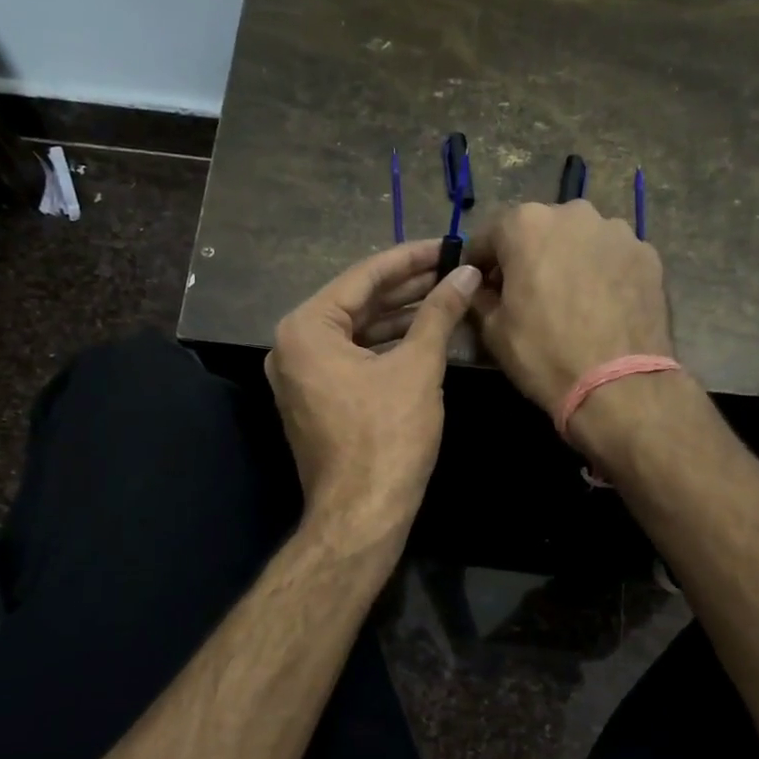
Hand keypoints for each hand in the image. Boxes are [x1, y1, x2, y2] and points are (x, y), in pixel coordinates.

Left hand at [266, 240, 480, 549]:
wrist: (362, 514)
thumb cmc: (388, 436)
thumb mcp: (418, 367)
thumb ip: (440, 313)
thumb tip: (466, 273)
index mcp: (305, 328)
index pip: (363, 277)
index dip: (409, 259)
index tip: (445, 244)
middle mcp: (292, 346)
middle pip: (357, 303)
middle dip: (406, 288)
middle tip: (450, 269)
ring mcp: (300, 376)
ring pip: (357, 333)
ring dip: (399, 317)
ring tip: (445, 296)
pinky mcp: (316, 400)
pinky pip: (352, 359)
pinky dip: (386, 347)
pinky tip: (422, 335)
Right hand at [467, 200, 672, 415]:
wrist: (619, 385)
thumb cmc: (545, 354)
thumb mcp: (493, 330)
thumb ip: (481, 296)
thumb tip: (482, 287)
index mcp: (527, 224)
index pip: (489, 235)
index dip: (479, 263)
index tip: (481, 287)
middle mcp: (574, 213)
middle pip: (538, 230)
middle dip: (527, 256)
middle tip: (526, 293)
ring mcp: (617, 231)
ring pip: (579, 241)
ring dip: (567, 261)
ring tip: (569, 300)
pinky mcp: (648, 255)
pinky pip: (612, 257)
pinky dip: (601, 273)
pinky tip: (601, 306)